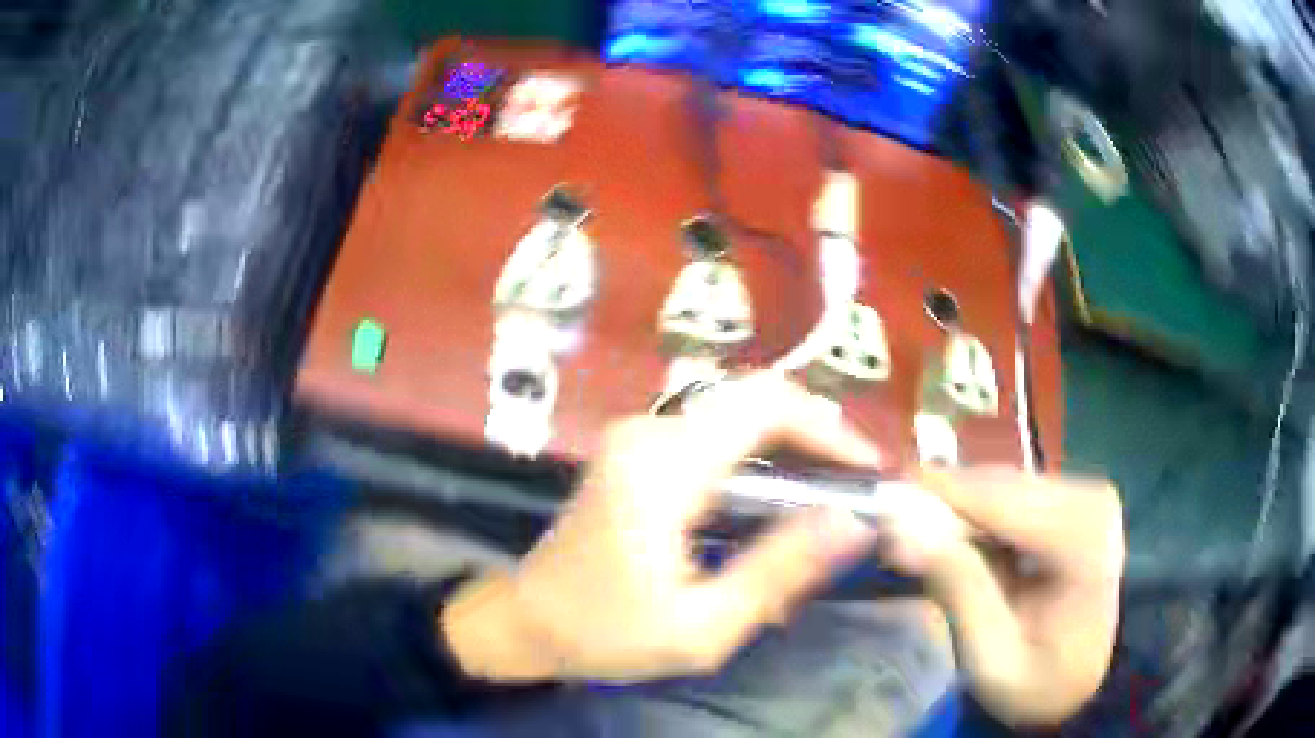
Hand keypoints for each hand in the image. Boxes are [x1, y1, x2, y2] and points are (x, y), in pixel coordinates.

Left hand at [443, 372, 884, 683]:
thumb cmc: (606, 633)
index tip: (866, 470)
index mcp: (663, 467)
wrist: (525, 622)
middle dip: (814, 436)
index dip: (828, 428)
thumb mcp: (702, 626)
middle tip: (850, 489)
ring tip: (821, 502)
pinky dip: (755, 458)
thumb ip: (780, 571)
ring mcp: (636, 436)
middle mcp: (648, 432)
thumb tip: (853, 523)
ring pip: (735, 414)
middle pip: (754, 400)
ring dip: (787, 448)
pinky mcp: (634, 451)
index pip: (766, 406)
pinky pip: (712, 435)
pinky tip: (771, 507)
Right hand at [875, 467, 1124, 727]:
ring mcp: (1085, 496)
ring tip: (915, 534)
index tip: (879, 499)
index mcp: (1084, 541)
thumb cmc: (1039, 683)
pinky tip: (954, 538)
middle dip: (943, 503)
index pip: (1003, 500)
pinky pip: (1012, 495)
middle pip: (1001, 485)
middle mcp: (1091, 500)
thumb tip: (901, 529)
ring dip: (956, 509)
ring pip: (1003, 484)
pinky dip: (976, 514)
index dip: (938, 495)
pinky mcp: (1074, 501)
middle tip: (889, 526)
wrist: (1081, 683)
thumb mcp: (991, 658)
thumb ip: (957, 590)